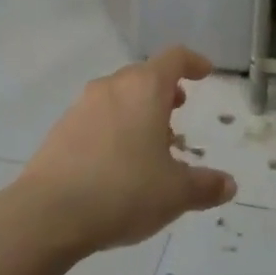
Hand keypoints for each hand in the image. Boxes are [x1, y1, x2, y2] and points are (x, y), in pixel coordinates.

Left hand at [19, 46, 236, 254]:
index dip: (192, 62)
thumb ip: (205, 186)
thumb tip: (228, 186)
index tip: (205, 73)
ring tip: (151, 142)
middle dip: (164, 90)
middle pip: (143, 75)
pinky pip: (96, 118)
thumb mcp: (175, 193)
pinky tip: (118, 162)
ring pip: (118, 96)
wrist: (47, 215)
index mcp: (145, 89)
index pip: (174, 58)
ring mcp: (81, 107)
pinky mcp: (60, 130)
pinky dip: (114, 127)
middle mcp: (112, 87)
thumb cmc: (123, 191)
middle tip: (178, 110)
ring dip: (137, 110)